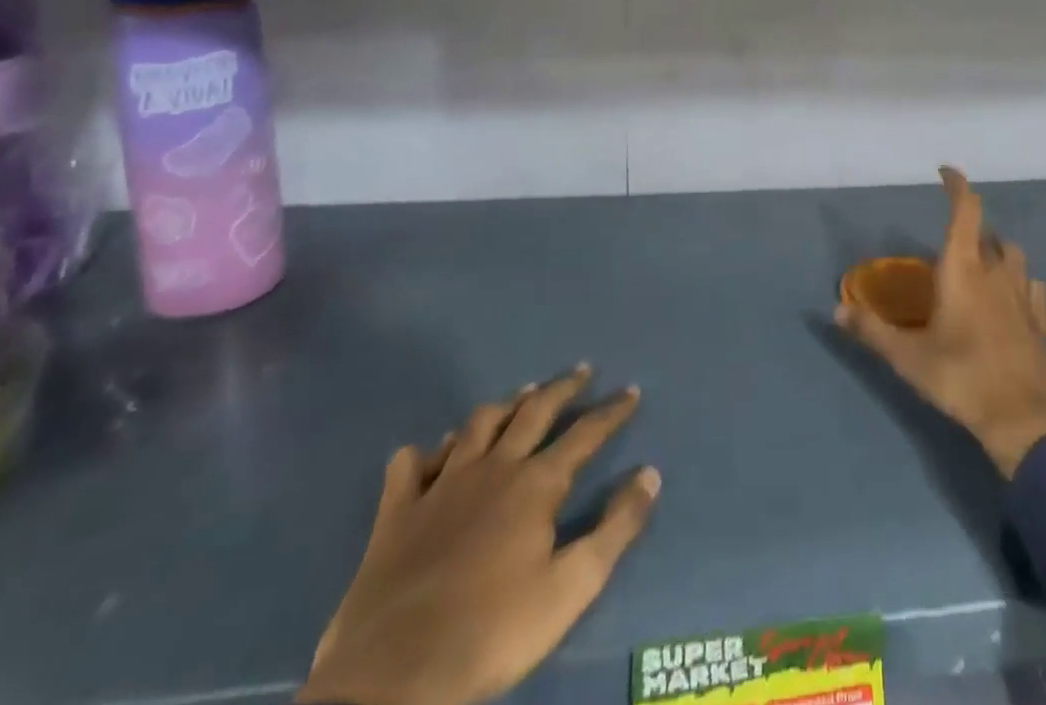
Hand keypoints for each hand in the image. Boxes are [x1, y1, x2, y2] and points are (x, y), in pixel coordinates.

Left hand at [298, 366, 659, 704]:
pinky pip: (411, 465)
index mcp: (536, 484)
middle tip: (582, 371)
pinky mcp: (397, 512)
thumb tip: (650, 474)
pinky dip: (426, 452)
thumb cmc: (493, 631)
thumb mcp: (572, 588)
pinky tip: (434, 451)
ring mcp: (441, 485)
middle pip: (534, 412)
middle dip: (562, 388)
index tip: (632, 391)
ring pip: (478, 425)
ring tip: (522, 395)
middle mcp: (493, 468)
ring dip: (505, 406)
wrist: (395, 677)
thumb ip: (616, 528)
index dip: (612, 411)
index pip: (585, 434)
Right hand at [836, 167, 1045, 477]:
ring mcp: (1024, 296)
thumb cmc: (962, 378)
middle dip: (972, 229)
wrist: (1027, 420)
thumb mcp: (908, 358)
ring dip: (998, 253)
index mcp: (964, 270)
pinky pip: (1032, 287)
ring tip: (981, 268)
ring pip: (1014, 257)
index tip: (946, 172)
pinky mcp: (1041, 321)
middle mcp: (997, 273)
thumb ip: (872, 330)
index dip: (957, 186)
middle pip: (989, 234)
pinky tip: (1010, 300)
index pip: (965, 211)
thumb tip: (837, 309)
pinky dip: (1020, 283)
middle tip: (952, 244)